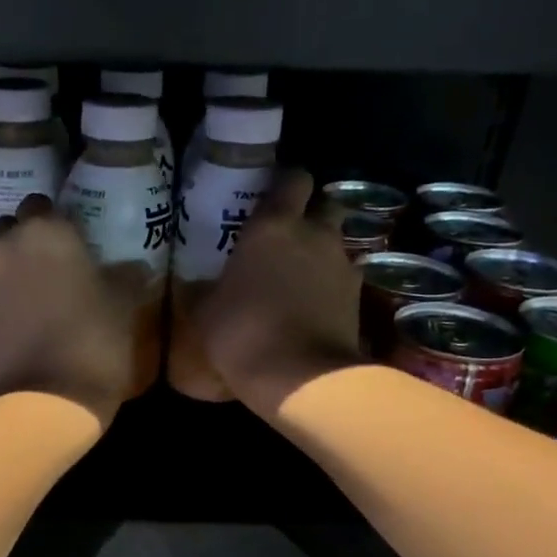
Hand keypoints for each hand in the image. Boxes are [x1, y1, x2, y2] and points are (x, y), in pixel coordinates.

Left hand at [0, 195, 134, 426]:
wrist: (49, 401)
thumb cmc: (95, 343)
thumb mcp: (124, 304)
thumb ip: (124, 274)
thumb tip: (131, 265)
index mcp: (45, 231)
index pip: (42, 204)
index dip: (56, 222)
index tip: (71, 244)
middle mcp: (4, 247)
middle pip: (10, 230)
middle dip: (25, 243)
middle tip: (49, 271)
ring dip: (5, 274)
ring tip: (28, 303)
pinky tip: (13, 330)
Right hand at [196, 170, 364, 417]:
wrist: (300, 377)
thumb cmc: (242, 334)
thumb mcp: (206, 313)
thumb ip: (207, 290)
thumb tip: (197, 287)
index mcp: (273, 226)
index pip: (291, 179)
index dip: (283, 184)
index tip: (270, 196)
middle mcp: (314, 234)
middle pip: (324, 204)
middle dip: (310, 215)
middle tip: (287, 237)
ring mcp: (342, 263)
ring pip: (336, 243)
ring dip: (321, 253)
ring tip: (299, 278)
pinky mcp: (359, 296)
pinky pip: (343, 279)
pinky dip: (331, 286)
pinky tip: (314, 306)